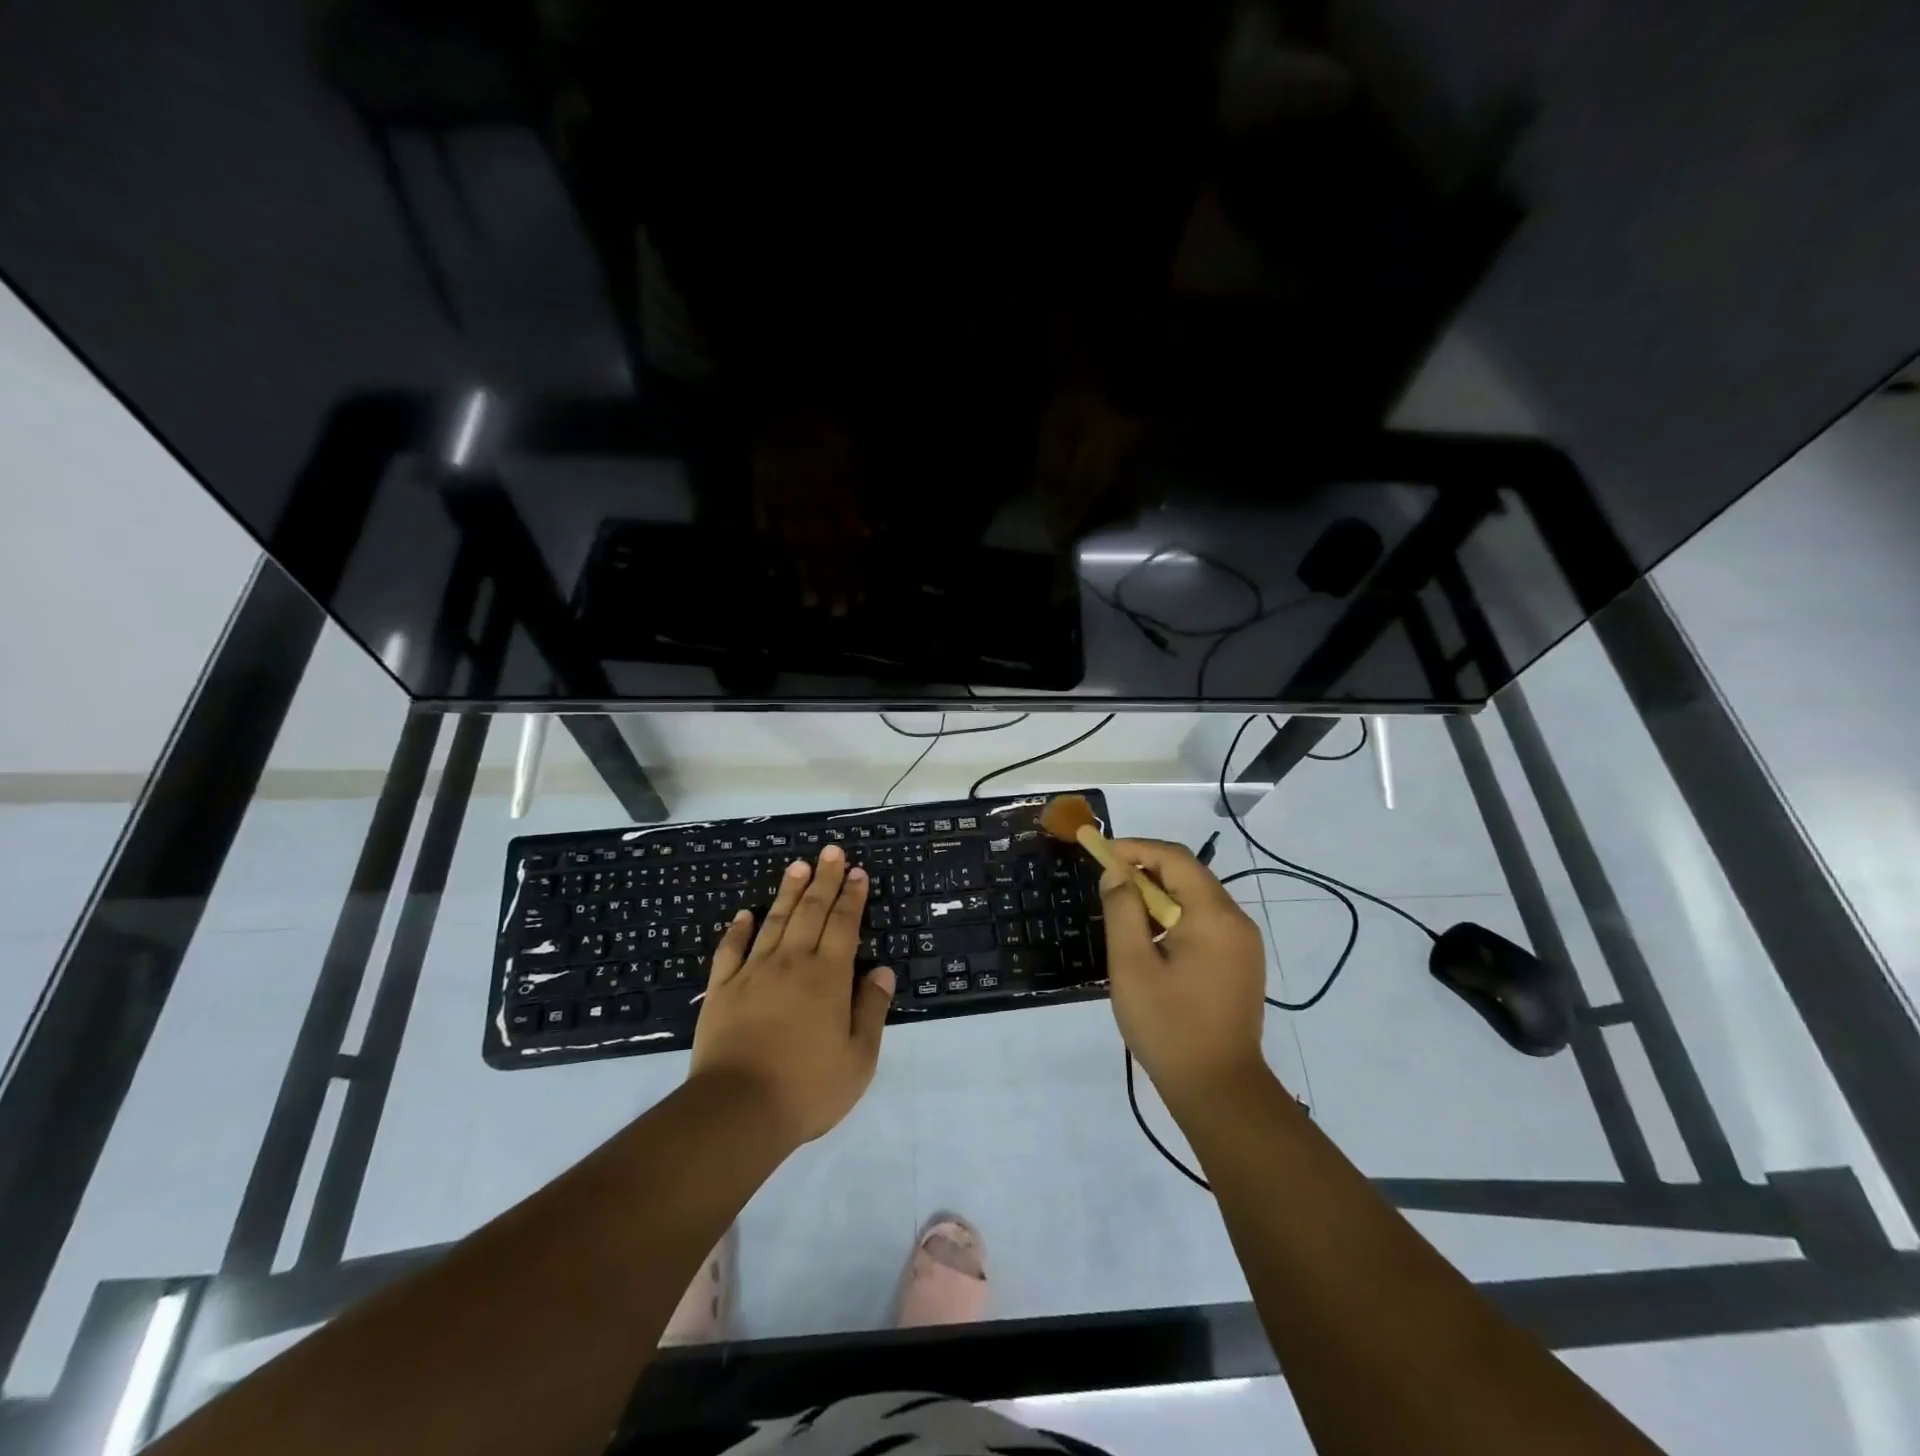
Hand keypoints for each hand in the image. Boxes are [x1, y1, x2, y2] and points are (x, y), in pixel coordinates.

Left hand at [690, 845, 895, 1145]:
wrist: (736, 1111)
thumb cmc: (807, 1088)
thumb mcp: (858, 1059)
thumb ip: (872, 1010)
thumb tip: (882, 971)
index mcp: (828, 977)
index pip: (844, 924)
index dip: (852, 896)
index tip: (857, 871)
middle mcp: (791, 963)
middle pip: (810, 911)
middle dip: (824, 879)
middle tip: (831, 851)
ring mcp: (752, 973)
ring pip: (773, 921)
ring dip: (788, 892)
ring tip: (798, 866)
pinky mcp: (722, 990)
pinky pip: (730, 950)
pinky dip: (737, 929)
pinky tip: (743, 914)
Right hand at [1101, 838, 1268, 1113]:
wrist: (1219, 1090)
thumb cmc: (1169, 1026)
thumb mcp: (1132, 965)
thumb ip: (1122, 910)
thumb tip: (1116, 872)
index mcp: (1214, 915)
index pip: (1174, 858)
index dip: (1134, 848)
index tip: (1098, 852)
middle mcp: (1236, 921)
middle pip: (1188, 874)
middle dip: (1144, 870)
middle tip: (1105, 881)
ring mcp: (1243, 944)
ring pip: (1195, 898)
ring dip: (1157, 895)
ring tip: (1121, 911)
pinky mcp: (1240, 963)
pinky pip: (1204, 922)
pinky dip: (1173, 917)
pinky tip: (1149, 940)